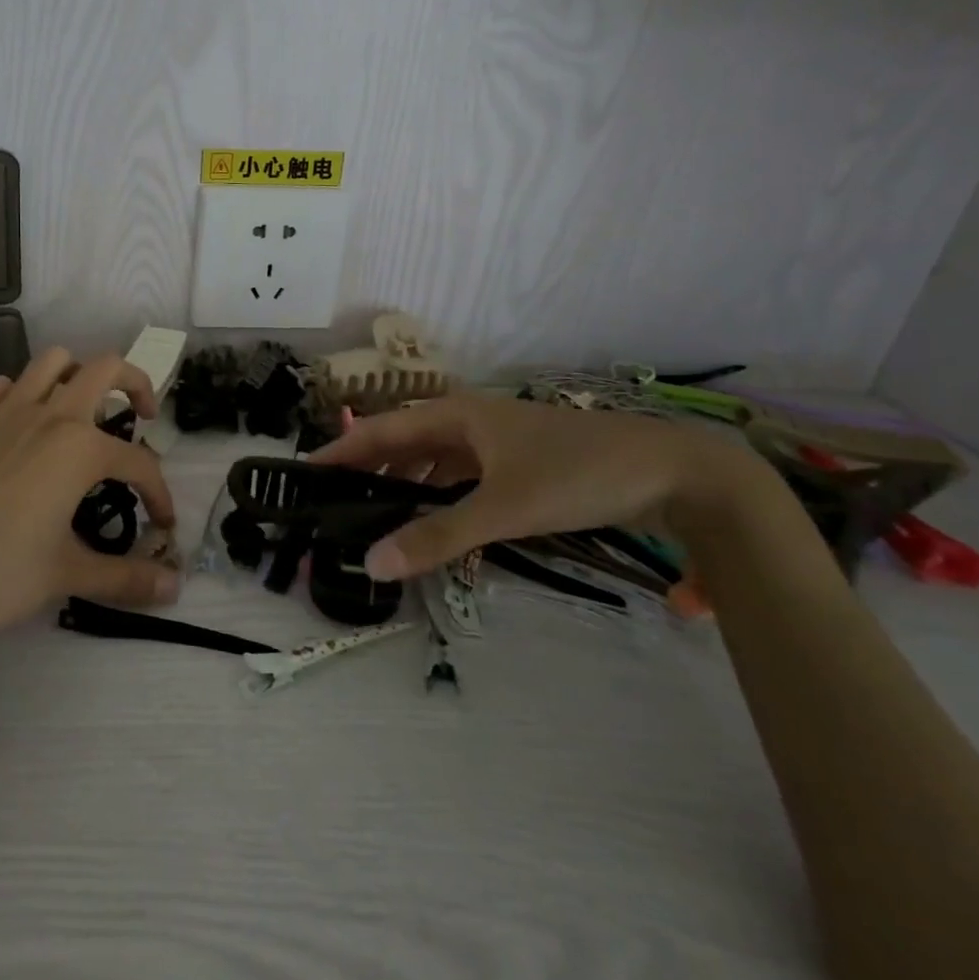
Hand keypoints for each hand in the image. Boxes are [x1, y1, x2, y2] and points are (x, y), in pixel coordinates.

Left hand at [0, 348, 179, 638]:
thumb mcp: (66, 574)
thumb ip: (125, 577)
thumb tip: (175, 588)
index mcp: (79, 448)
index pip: (139, 463)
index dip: (159, 493)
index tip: (162, 524)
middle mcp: (48, 415)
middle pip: (105, 369)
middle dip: (135, 384)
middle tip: (142, 416)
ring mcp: (4, 411)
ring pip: (52, 362)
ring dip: (77, 375)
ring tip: (81, 410)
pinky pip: (3, 386)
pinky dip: (22, 394)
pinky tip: (21, 427)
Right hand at [308, 391, 768, 580]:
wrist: (676, 472)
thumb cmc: (578, 474)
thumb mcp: (503, 508)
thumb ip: (438, 537)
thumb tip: (372, 564)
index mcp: (455, 415)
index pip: (379, 430)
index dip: (340, 452)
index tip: (302, 474)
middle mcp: (468, 421)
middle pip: (402, 443)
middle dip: (367, 471)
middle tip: (333, 505)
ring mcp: (496, 441)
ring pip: (432, 460)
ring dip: (404, 485)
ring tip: (374, 517)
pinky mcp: (521, 463)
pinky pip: (462, 476)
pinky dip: (440, 496)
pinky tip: (436, 521)